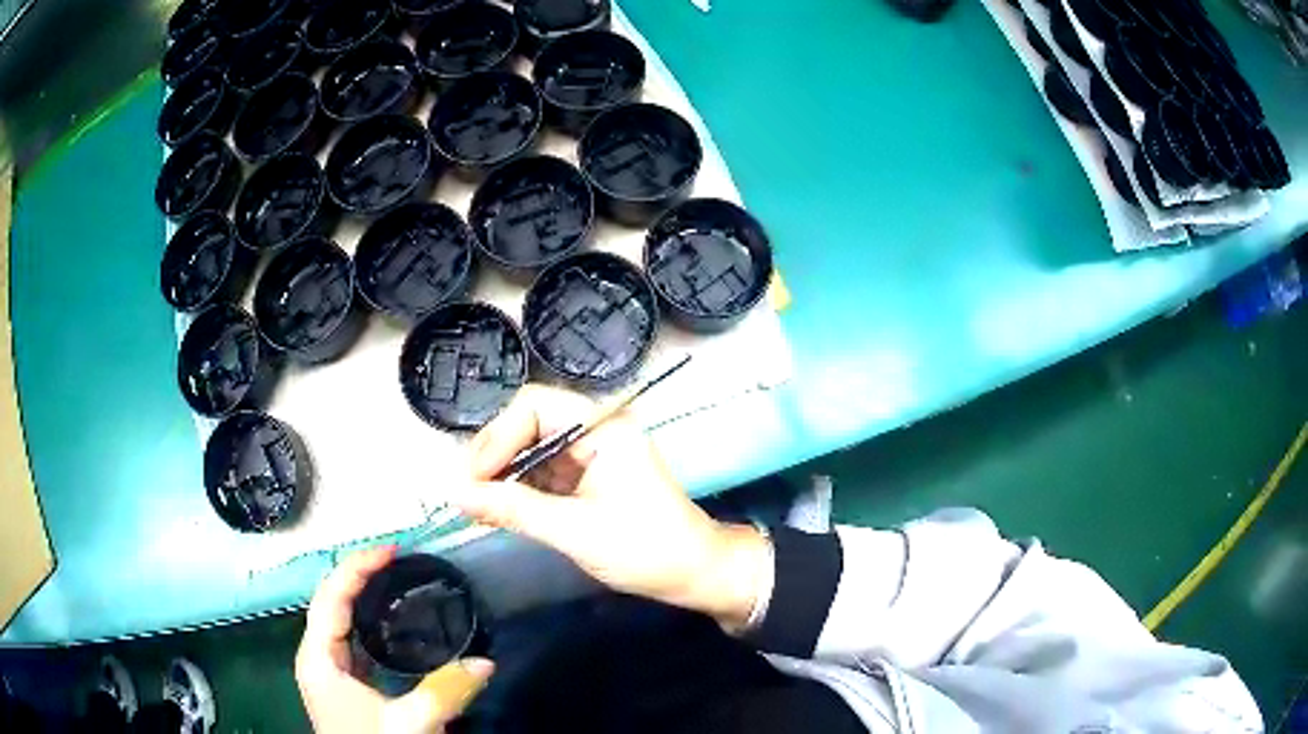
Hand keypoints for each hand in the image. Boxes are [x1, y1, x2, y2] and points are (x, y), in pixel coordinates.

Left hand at [295, 548, 494, 733]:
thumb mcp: (409, 725)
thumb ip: (445, 691)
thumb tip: (486, 661)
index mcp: (318, 658)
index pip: (330, 597)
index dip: (358, 568)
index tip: (393, 550)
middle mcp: (316, 657)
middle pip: (331, 601)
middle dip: (360, 575)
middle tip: (399, 560)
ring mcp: (329, 671)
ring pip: (340, 620)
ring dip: (363, 596)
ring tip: (396, 580)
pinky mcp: (344, 684)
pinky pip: (352, 640)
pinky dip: (369, 622)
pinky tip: (394, 624)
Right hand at [447, 385, 770, 629]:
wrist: (694, 573)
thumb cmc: (645, 549)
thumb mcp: (574, 530)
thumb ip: (514, 509)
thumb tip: (455, 493)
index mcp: (602, 426)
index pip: (534, 406)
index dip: (497, 437)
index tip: (473, 479)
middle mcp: (594, 430)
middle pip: (527, 424)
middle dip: (495, 455)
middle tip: (466, 493)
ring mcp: (590, 454)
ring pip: (530, 449)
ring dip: (502, 474)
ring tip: (476, 504)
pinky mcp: (586, 479)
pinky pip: (541, 473)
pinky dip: (518, 489)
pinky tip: (498, 509)